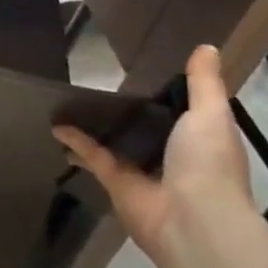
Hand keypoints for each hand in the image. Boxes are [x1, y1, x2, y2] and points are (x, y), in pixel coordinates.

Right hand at [52, 45, 253, 266]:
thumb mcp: (211, 114)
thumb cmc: (209, 163)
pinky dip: (75, 142)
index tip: (147, 71)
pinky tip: (56, 125)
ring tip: (74, 102)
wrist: (194, 221)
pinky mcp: (116, 183)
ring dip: (98, 127)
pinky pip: (93, 156)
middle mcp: (173, 158)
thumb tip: (207, 47)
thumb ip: (204, 83)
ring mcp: (143, 172)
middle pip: (147, 129)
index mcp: (200, 142)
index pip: (183, 114)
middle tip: (104, 81)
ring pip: (118, 143)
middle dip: (130, 111)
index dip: (168, 95)